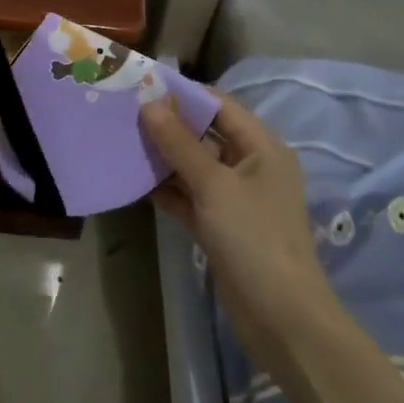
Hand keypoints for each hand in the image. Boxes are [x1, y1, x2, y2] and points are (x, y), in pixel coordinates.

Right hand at [141, 91, 339, 374]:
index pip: (221, 107)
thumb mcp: (214, 185)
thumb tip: (150, 105)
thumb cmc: (253, 237)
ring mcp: (236, 199)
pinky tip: (135, 181)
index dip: (184, 95)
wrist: (280, 316)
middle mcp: (251, 167)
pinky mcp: (221, 226)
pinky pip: (190, 197)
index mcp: (262, 148)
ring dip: (164, 158)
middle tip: (126, 113)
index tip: (144, 86)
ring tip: (123, 142)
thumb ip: (180, 144)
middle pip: (206, 135)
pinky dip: (167, 190)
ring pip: (195, 167)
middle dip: (169, 126)